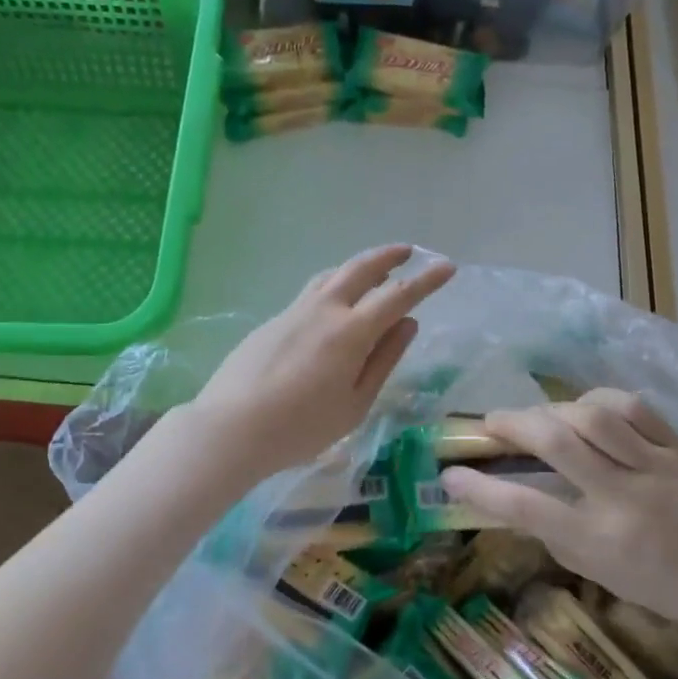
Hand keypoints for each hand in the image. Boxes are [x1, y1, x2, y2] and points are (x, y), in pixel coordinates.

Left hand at [190, 245, 455, 480]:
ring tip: (374, 271)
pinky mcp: (273, 321)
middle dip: (388, 256)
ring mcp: (294, 311)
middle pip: (361, 269)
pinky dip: (334, 284)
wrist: (231, 427)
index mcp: (351, 331)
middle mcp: (324, 310)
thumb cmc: (301, 427)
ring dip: (358, 266)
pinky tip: (334, 301)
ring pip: (332, 275)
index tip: (447, 267)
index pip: (398, 295)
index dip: (426, 280)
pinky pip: (312, 291)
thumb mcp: (355, 403)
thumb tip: (407, 324)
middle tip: (408, 251)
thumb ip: (383, 360)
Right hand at [440, 389, 677, 650]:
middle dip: (511, 423)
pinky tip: (589, 408)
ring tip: (538, 415)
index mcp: (603, 544)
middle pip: (555, 442)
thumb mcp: (618, 581)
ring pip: (591, 416)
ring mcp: (656, 468)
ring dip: (552, 408)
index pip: (526, 508)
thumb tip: (530, 507)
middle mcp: (622, 499)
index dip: (480, 490)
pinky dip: (601, 401)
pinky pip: (634, 409)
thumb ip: (572, 542)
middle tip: (490, 422)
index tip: (450, 476)